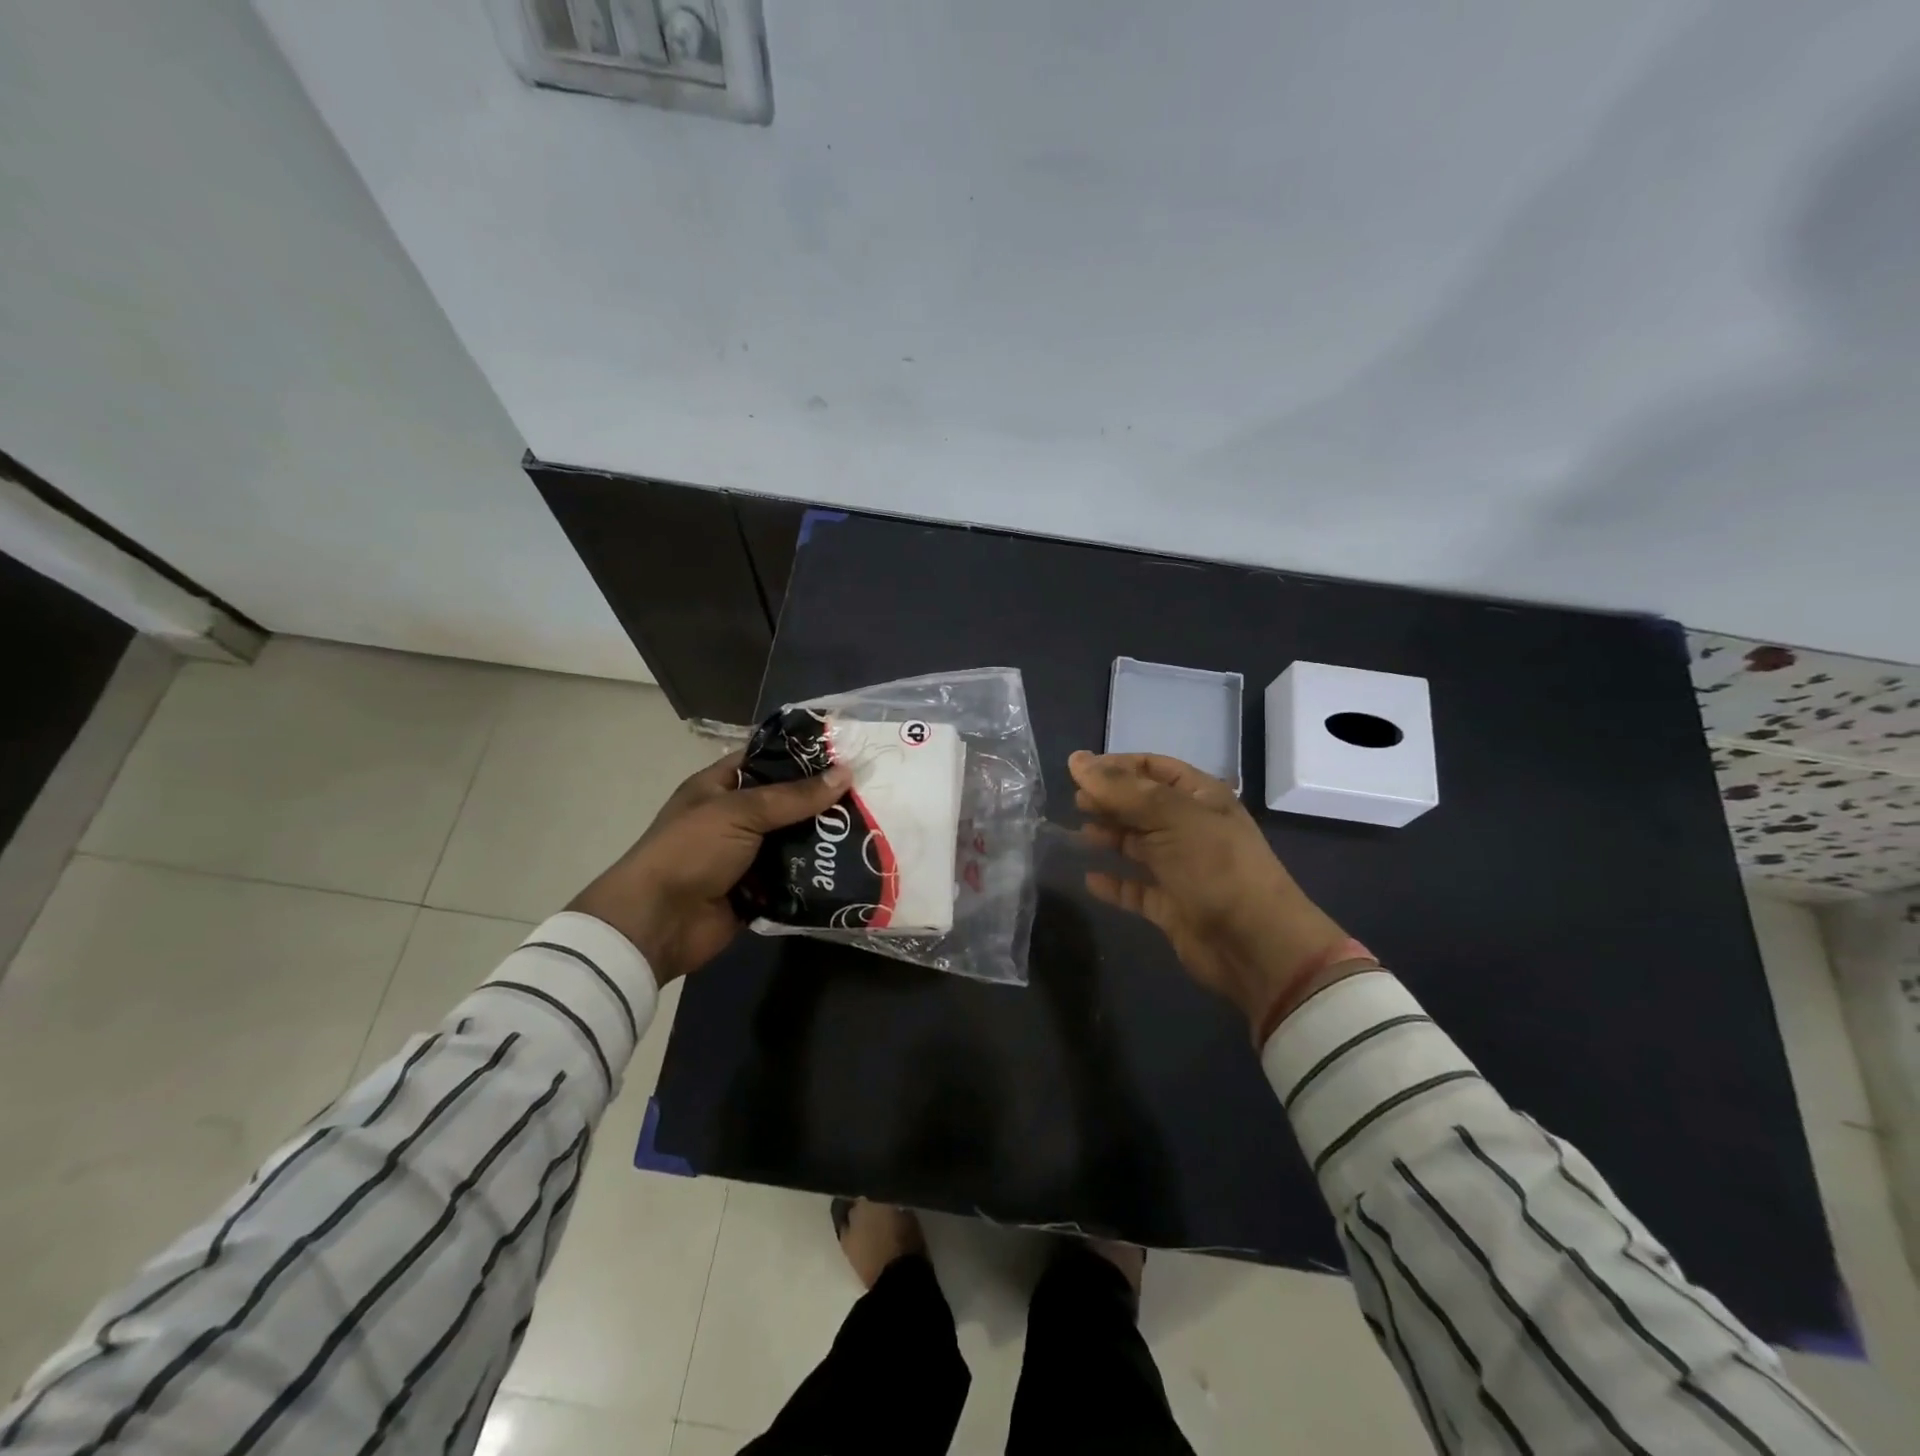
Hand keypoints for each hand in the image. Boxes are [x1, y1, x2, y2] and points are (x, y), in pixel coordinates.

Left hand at [568, 752, 850, 982]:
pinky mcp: (757, 891)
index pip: (765, 759)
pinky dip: (816, 875)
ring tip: (871, 829)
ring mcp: (746, 856)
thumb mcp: (740, 812)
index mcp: (719, 786)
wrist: (657, 923)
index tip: (845, 753)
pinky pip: (794, 878)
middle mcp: (734, 818)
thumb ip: (794, 796)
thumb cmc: (691, 851)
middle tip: (869, 794)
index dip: (801, 755)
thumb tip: (846, 773)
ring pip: (794, 841)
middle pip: (786, 802)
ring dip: (824, 840)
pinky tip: (853, 866)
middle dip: (822, 801)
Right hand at [1070, 751, 1366, 1036]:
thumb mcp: (1171, 817)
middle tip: (1075, 802)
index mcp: (1200, 798)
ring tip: (1077, 834)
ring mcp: (1182, 868)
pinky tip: (1090, 879)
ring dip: (1110, 837)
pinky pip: (1136, 889)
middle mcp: (1191, 828)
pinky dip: (1114, 884)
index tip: (1078, 771)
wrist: (1254, 944)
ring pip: (1138, 845)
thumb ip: (1121, 789)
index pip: (1153, 768)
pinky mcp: (1171, 905)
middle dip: (1110, 800)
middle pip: (1143, 806)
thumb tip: (1076, 760)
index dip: (1117, 765)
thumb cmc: (1215, 866)